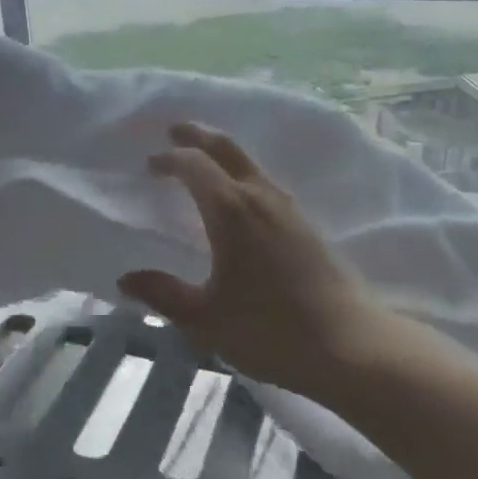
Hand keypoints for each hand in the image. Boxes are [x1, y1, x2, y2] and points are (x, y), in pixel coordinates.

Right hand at [118, 124, 390, 402]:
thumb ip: (163, 295)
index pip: (194, 165)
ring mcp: (289, 208)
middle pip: (226, 149)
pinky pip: (264, 182)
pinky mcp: (306, 224)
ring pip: (249, 163)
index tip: (149, 165)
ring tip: (202, 161)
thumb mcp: (205, 319)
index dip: (169, 159)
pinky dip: (241, 174)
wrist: (351, 347)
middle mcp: (260, 196)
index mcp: (230, 210)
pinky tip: (239, 197)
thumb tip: (126, 279)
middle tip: (175, 131)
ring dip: (221, 153)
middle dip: (197, 135)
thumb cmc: (270, 330)